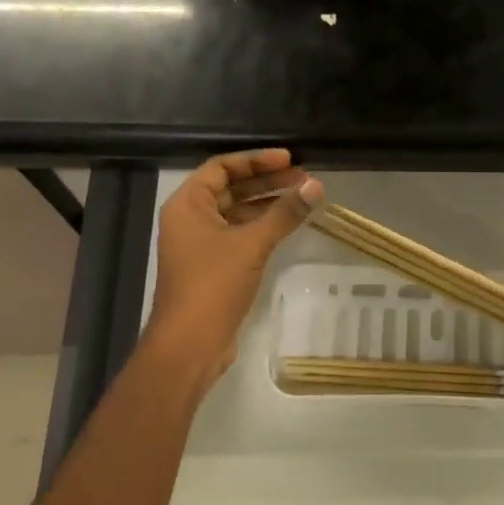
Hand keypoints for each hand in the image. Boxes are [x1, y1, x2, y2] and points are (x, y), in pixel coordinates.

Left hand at [147, 149, 322, 378]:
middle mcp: (190, 219)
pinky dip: (262, 227)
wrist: (190, 344)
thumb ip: (284, 213)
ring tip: (303, 200)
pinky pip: (239, 235)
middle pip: (230, 188)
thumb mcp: (252, 244)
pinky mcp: (213, 266)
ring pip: (237, 213)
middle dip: (267, 182)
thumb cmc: (213, 284)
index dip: (256, 161)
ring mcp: (201, 244)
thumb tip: (316, 185)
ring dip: (267, 205)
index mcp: (187, 205)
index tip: (289, 160)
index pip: (222, 167)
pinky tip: (288, 226)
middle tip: (304, 180)